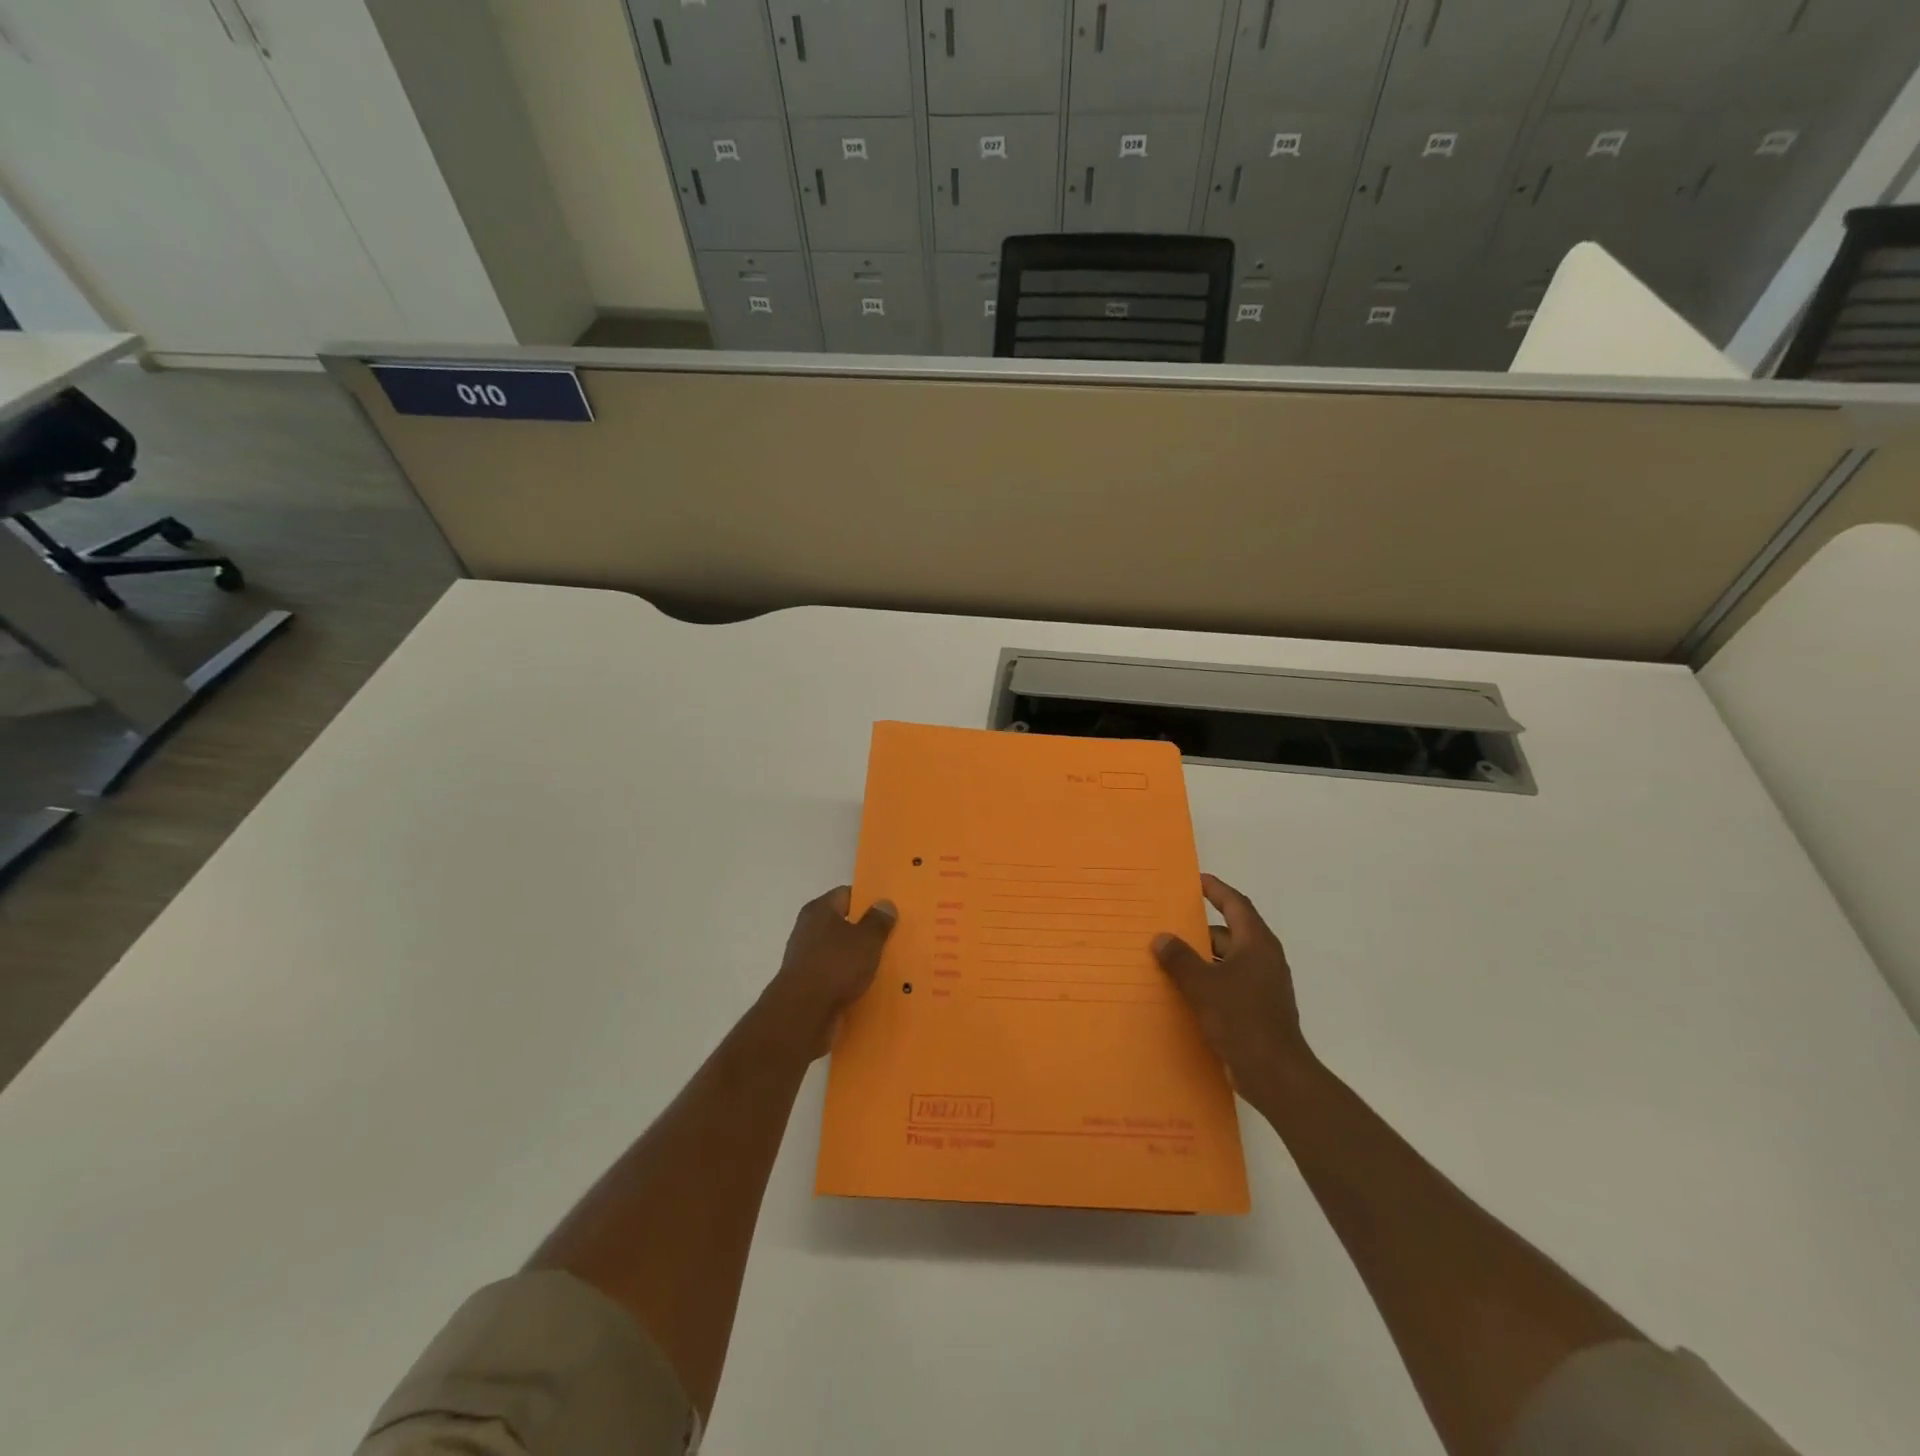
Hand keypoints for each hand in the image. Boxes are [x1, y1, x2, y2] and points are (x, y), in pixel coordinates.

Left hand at [762, 887, 896, 1058]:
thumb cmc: (836, 965)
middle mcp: (808, 929)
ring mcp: (805, 958)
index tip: (889, 912)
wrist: (802, 1013)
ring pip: (839, 952)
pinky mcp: (807, 985)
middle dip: (865, 932)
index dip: (868, 900)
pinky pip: (834, 975)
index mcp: (820, 910)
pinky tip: (867, 987)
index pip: (847, 894)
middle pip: (842, 924)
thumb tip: (885, 903)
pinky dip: (848, 979)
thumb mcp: (867, 939)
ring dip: (857, 958)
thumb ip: (878, 921)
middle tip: (892, 938)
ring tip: (885, 965)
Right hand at [1153, 874, 1314, 1110]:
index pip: (1236, 904)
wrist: (1274, 1073)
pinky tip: (1184, 989)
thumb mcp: (1203, 985)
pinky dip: (1208, 980)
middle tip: (1169, 922)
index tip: (1196, 880)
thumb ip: (1179, 959)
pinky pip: (1229, 983)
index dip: (1216, 890)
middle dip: (1200, 928)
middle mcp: (1264, 959)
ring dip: (1202, 957)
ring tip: (1169, 956)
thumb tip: (1162, 938)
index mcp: (1257, 944)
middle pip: (1230, 933)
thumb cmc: (1242, 1019)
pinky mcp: (1257, 1009)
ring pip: (1228, 960)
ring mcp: (1263, 986)